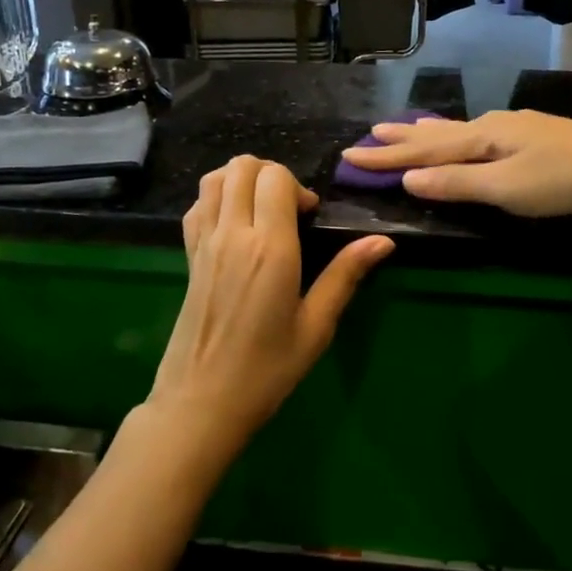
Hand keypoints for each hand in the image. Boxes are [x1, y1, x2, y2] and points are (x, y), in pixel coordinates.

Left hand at [146, 156, 393, 457]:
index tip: (309, 217)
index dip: (297, 186)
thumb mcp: (316, 326)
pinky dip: (215, 198)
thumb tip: (383, 241)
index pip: (275, 178)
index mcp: (270, 248)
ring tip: (261, 208)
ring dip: (240, 179)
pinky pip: (196, 206)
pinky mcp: (188, 256)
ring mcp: (204, 243)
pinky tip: (233, 224)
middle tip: (288, 208)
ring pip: (214, 179)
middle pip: (242, 167)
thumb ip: (345, 275)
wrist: (201, 403)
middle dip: (270, 174)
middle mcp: (233, 234)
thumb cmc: (267, 370)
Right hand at [342, 110, 571, 217]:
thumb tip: (409, 179)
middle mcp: (492, 126)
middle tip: (368, 135)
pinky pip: (477, 133)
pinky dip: (455, 135)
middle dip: (401, 138)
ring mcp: (514, 128)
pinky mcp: (532, 137)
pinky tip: (464, 133)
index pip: (423, 149)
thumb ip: (457, 183)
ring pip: (457, 129)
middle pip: (436, 133)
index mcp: (481, 137)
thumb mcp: (507, 189)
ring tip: (403, 128)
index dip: (386, 157)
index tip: (350, 157)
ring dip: (426, 132)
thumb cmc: (564, 181)